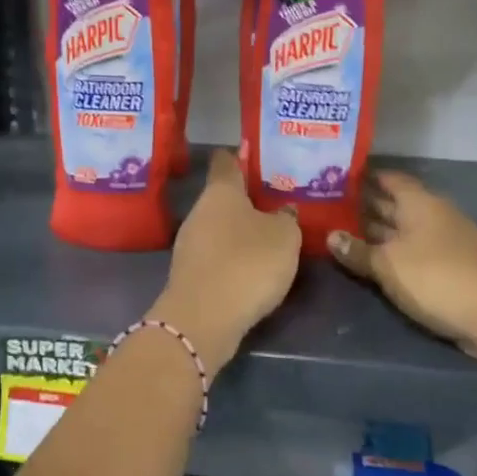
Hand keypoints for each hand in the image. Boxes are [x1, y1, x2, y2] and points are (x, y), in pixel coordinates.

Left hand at [153, 150, 300, 376]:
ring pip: (218, 227)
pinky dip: (232, 257)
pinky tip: (252, 268)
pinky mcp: (190, 273)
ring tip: (269, 236)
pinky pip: (215, 254)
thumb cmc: (248, 263)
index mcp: (220, 191)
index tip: (258, 156)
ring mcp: (190, 243)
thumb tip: (282, 211)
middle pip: (222, 196)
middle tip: (277, 202)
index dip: (241, 156)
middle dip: (246, 199)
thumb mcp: (285, 237)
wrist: (203, 319)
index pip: (226, 160)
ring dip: (239, 231)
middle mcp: (199, 211)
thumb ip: (286, 218)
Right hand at [327, 170, 476, 362]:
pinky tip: (375, 262)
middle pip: (394, 204)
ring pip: (403, 230)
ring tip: (343, 233)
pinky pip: (413, 252)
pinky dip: (393, 254)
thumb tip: (331, 235)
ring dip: (378, 232)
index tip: (337, 177)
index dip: (365, 176)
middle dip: (365, 205)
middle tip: (329, 207)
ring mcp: (444, 242)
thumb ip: (358, 251)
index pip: (389, 179)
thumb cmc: (437, 277)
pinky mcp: (450, 268)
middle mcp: (432, 215)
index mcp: (419, 203)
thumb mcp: (389, 264)